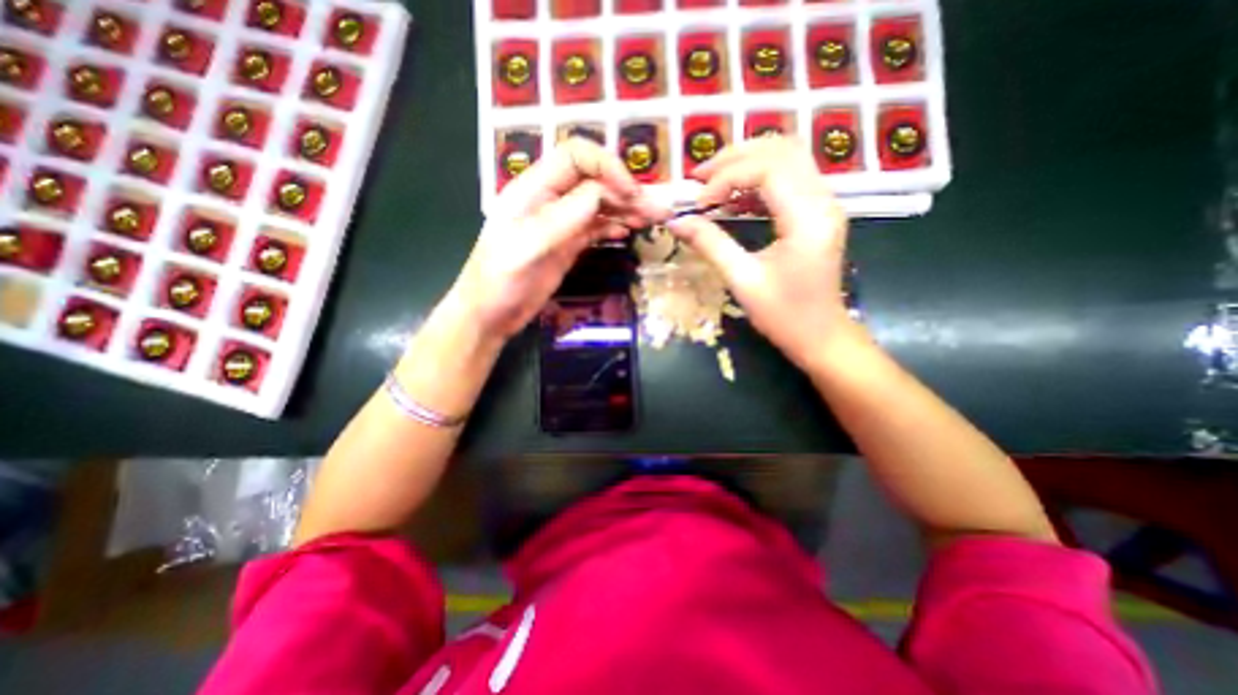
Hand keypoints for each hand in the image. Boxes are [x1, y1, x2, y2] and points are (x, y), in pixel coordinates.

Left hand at [445, 136, 656, 338]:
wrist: (491, 314)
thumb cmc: (500, 280)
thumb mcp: (528, 246)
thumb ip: (564, 217)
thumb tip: (602, 194)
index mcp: (533, 189)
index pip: (576, 157)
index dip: (607, 166)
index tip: (630, 192)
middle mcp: (550, 200)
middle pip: (594, 180)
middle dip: (626, 189)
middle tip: (657, 209)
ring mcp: (561, 223)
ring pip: (599, 204)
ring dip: (626, 208)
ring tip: (652, 219)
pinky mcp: (568, 244)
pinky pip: (596, 226)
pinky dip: (614, 225)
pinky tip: (628, 231)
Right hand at [667, 138, 863, 370]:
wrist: (821, 336)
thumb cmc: (784, 316)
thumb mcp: (742, 281)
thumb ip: (710, 245)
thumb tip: (676, 222)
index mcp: (808, 218)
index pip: (767, 169)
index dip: (726, 178)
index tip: (698, 203)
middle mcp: (823, 201)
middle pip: (782, 150)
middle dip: (735, 157)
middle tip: (699, 177)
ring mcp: (824, 204)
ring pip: (788, 157)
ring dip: (747, 162)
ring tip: (712, 182)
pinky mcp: (818, 213)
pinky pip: (790, 178)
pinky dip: (758, 179)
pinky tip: (734, 198)